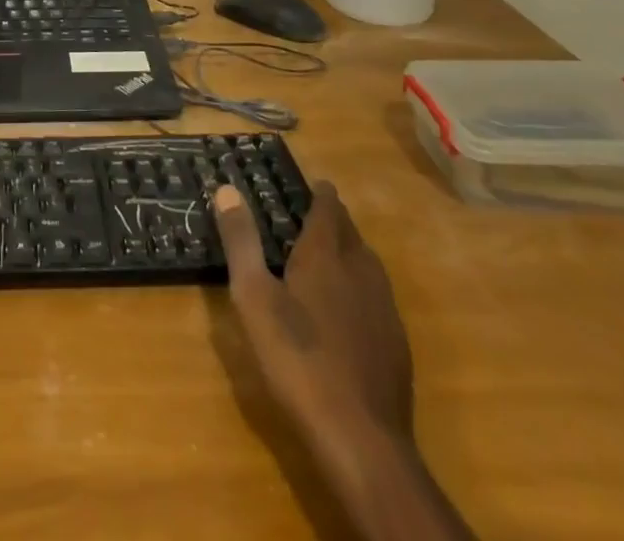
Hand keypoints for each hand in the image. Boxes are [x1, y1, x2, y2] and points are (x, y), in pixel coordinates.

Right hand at [213, 182, 474, 540]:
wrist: (361, 439)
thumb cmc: (297, 358)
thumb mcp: (254, 296)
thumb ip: (241, 241)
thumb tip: (227, 188)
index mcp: (325, 256)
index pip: (328, 210)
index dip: (322, 194)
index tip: (316, 184)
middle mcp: (361, 273)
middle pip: (352, 235)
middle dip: (336, 220)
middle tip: (316, 216)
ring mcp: (384, 311)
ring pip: (369, 266)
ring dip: (352, 252)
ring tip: (332, 255)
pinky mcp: (396, 346)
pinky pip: (379, 299)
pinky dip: (362, 288)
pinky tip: (349, 311)